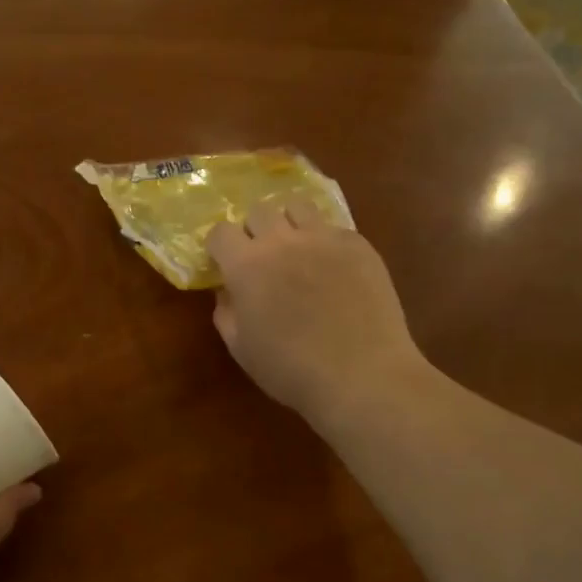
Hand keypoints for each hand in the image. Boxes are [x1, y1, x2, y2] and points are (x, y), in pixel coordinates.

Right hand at [207, 203, 426, 423]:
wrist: (361, 375)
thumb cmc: (291, 370)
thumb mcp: (241, 349)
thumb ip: (226, 313)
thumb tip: (227, 291)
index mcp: (247, 265)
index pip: (221, 231)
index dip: (220, 247)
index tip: (224, 264)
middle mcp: (283, 240)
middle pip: (259, 210)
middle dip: (254, 231)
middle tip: (262, 260)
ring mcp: (324, 237)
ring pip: (298, 206)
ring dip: (289, 223)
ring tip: (297, 250)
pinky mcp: (358, 244)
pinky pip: (333, 227)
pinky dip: (325, 241)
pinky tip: (333, 269)